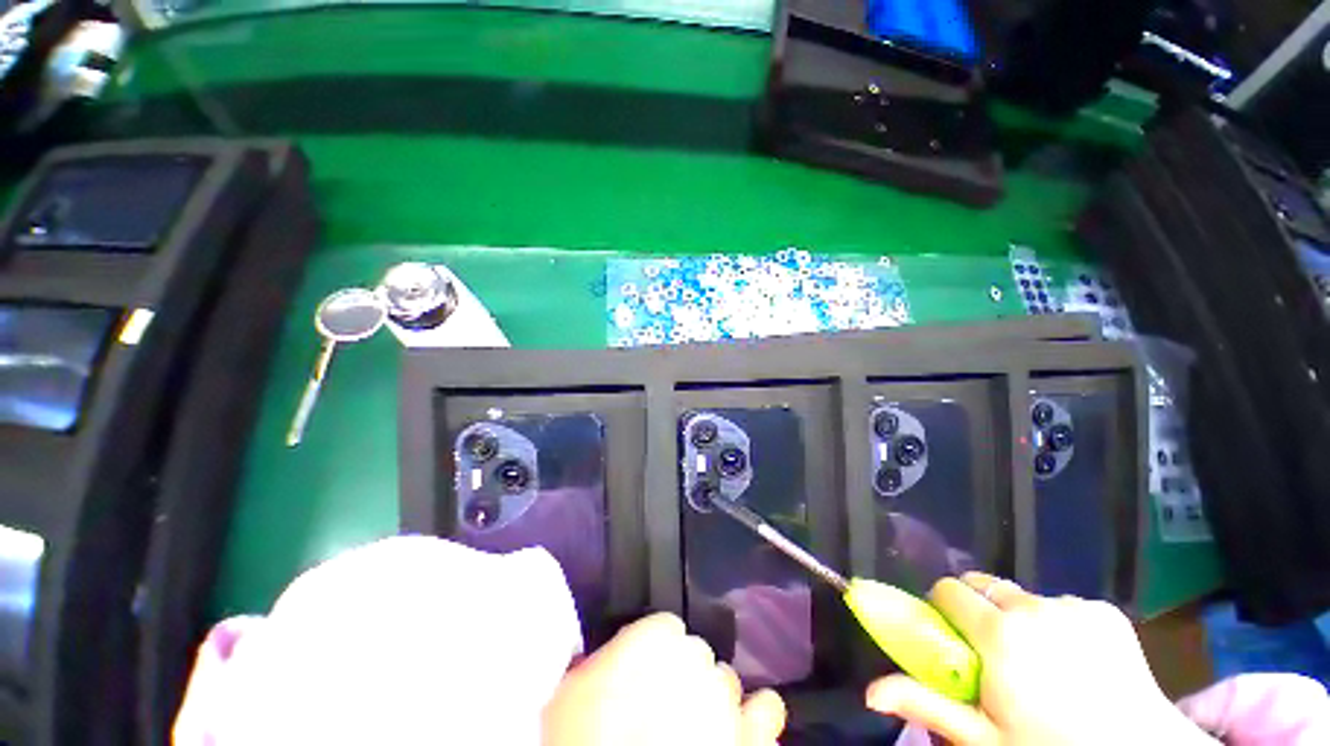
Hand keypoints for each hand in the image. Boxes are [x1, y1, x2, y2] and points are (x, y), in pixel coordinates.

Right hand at [543, 613, 785, 745]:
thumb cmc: (582, 743)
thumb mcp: (568, 695)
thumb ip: (594, 663)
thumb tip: (603, 659)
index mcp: (654, 638)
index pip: (665, 629)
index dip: (654, 655)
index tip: (643, 679)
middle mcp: (696, 658)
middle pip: (697, 656)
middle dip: (683, 678)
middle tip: (663, 712)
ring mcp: (727, 700)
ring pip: (727, 683)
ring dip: (715, 701)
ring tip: (696, 731)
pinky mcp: (749, 740)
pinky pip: (767, 711)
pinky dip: (757, 718)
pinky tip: (743, 729)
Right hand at [865, 572, 1215, 745]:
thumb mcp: (986, 739)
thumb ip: (928, 705)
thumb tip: (870, 692)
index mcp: (999, 633)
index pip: (948, 589)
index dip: (942, 609)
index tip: (950, 638)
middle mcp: (1033, 607)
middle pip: (983, 585)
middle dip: (978, 610)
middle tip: (992, 653)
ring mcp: (1073, 606)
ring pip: (1022, 596)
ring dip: (1017, 618)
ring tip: (1041, 663)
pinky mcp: (1105, 610)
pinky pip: (1061, 605)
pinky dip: (1056, 624)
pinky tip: (1077, 661)